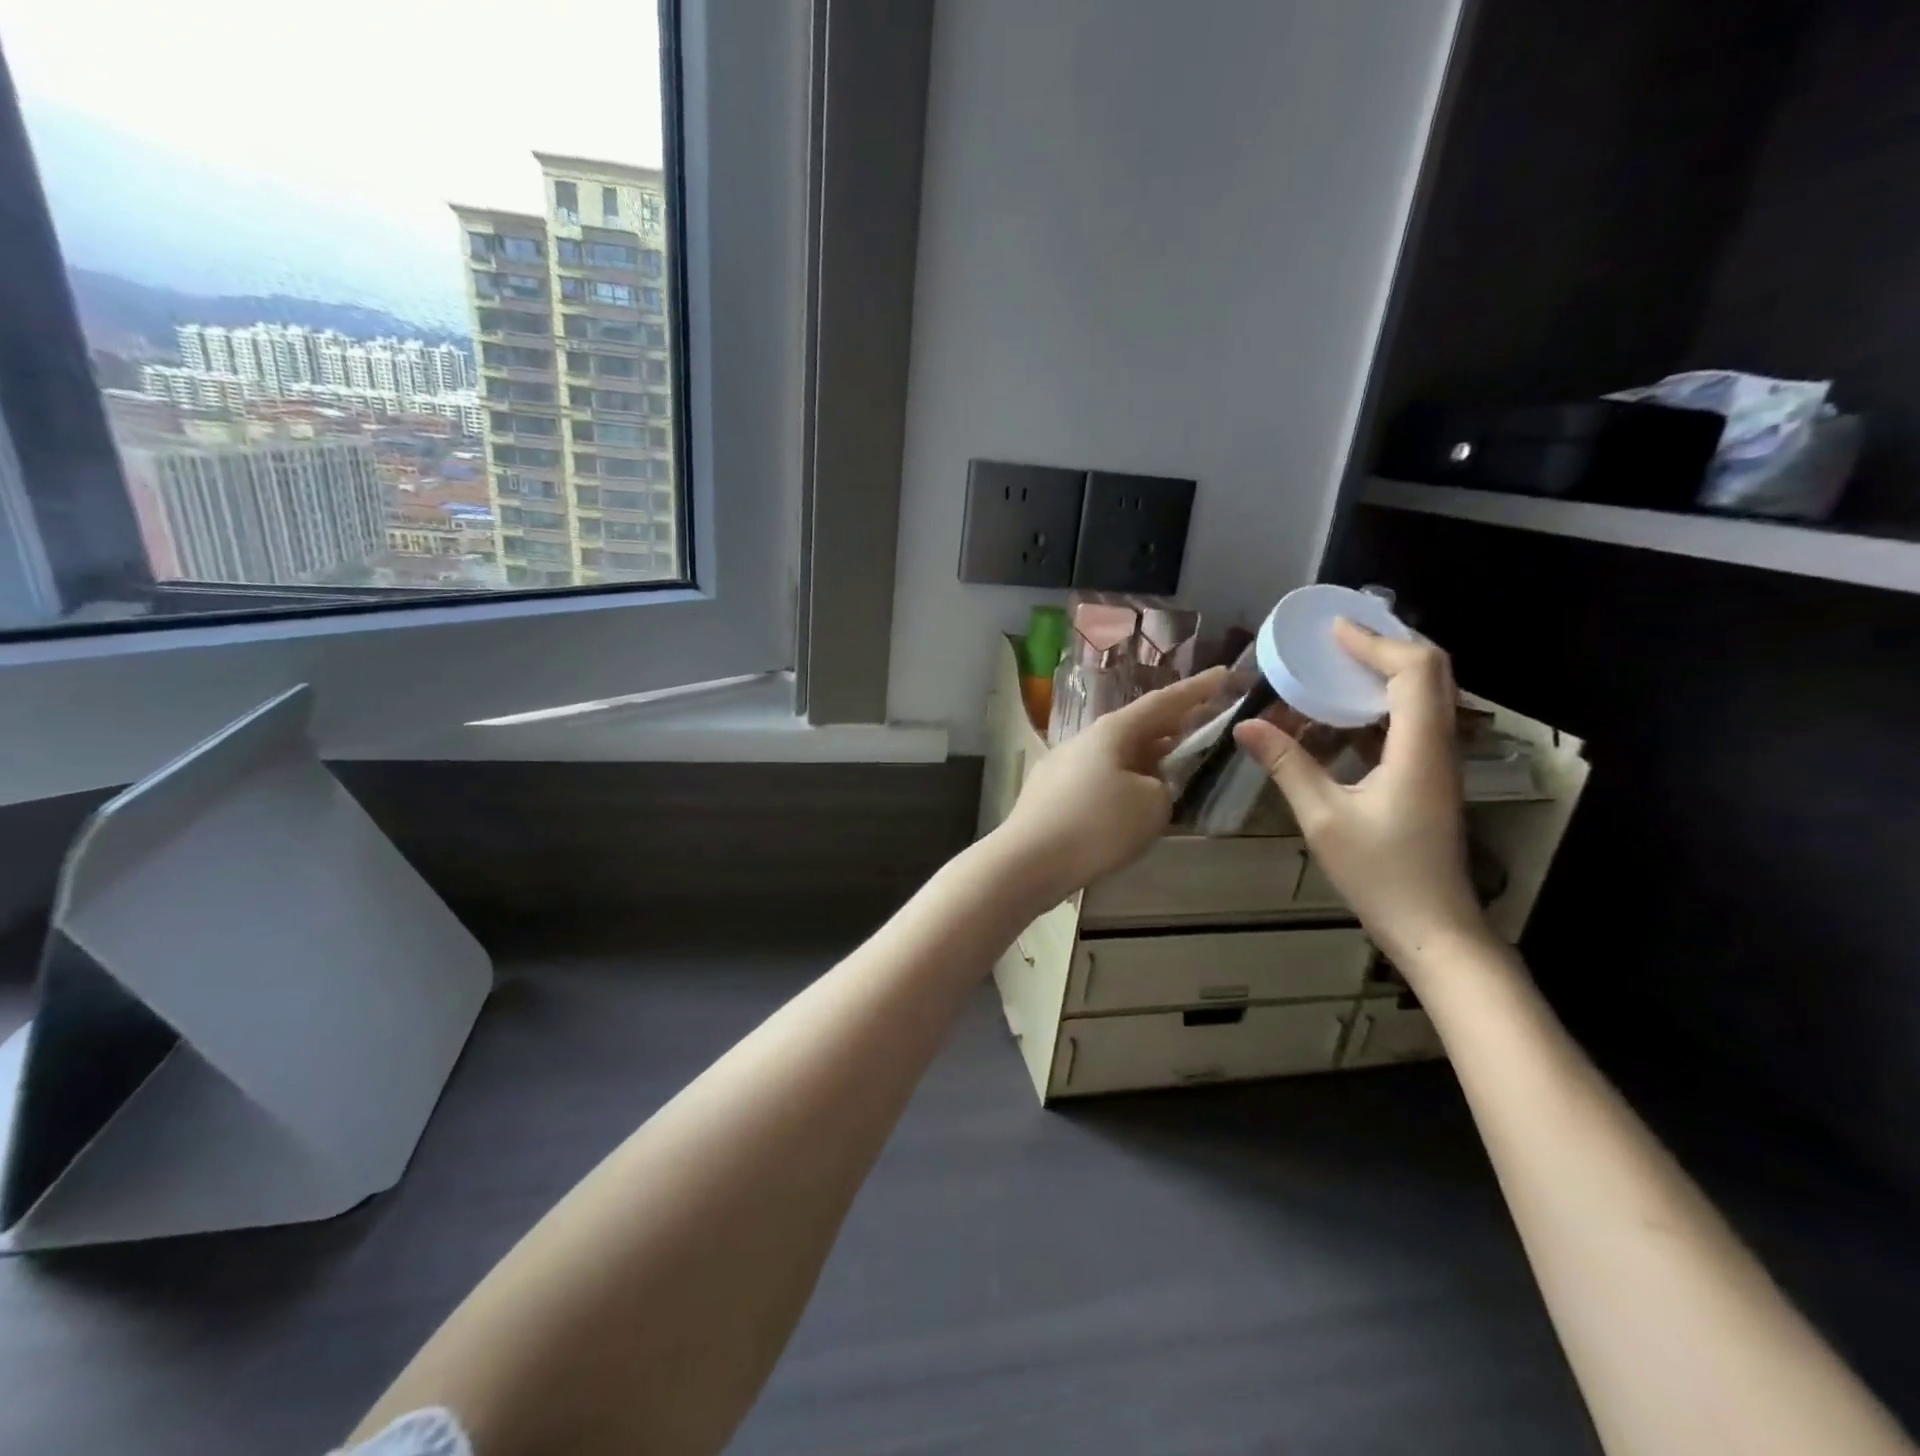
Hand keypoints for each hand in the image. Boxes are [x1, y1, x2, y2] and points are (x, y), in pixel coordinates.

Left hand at [996, 667, 1228, 904]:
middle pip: (1137, 727)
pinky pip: (1099, 778)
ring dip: (1147, 756)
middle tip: (1204, 723)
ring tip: (1174, 763)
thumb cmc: (1096, 826)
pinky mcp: (1051, 794)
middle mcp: (1085, 740)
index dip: (1197, 689)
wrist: (1027, 862)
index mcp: (1112, 731)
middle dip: (1171, 726)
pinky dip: (1124, 781)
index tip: (1223, 673)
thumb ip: (1163, 787)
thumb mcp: (1151, 805)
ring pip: (1116, 754)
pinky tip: (1133, 801)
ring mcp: (1063, 765)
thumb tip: (1149, 785)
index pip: (1163, 702)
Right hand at [1234, 621, 1487, 967]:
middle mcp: (1438, 745)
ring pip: (1425, 696)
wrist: (1433, 927)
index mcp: (1419, 748)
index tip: (1332, 629)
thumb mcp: (1323, 818)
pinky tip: (1339, 716)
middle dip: (1387, 645)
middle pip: (1431, 672)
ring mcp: (1438, 762)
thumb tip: (1246, 724)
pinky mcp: (1428, 778)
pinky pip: (1411, 722)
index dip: (1376, 642)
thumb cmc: (1380, 874)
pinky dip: (1379, 705)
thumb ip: (1287, 764)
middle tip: (1337, 636)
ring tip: (1336, 663)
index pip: (1414, 670)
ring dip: (1385, 672)